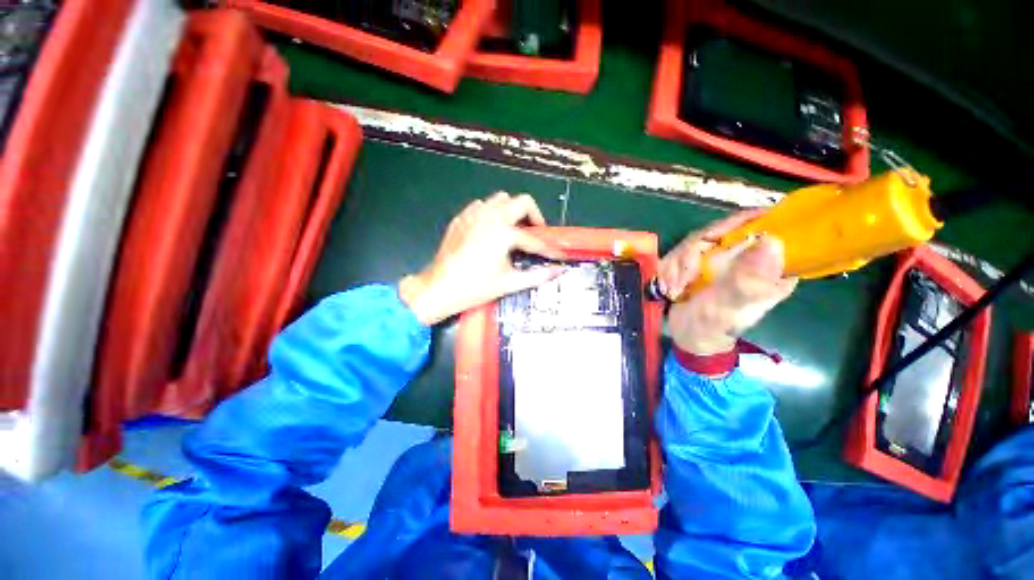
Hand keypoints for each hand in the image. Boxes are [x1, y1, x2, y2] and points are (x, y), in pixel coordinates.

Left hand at [399, 192, 564, 324]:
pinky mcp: (461, 218)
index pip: (534, 239)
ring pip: (501, 199)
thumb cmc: (476, 287)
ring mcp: (473, 214)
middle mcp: (491, 216)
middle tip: (535, 234)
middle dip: (534, 216)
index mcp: (504, 232)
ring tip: (513, 230)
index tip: (558, 254)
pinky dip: (492, 213)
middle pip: (522, 201)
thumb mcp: (510, 283)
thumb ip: (538, 275)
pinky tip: (491, 231)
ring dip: (512, 211)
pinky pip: (482, 205)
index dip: (548, 248)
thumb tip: (559, 271)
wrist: (439, 288)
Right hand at [660, 210, 796, 356]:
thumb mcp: (730, 307)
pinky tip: (670, 288)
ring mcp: (719, 257)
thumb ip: (747, 280)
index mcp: (767, 266)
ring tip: (676, 290)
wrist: (688, 336)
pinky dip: (669, 270)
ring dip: (678, 266)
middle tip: (684, 278)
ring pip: (694, 241)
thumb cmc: (714, 327)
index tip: (712, 238)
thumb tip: (771, 240)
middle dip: (693, 256)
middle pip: (719, 231)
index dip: (738, 223)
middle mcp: (745, 255)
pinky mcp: (698, 261)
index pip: (763, 226)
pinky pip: (678, 251)